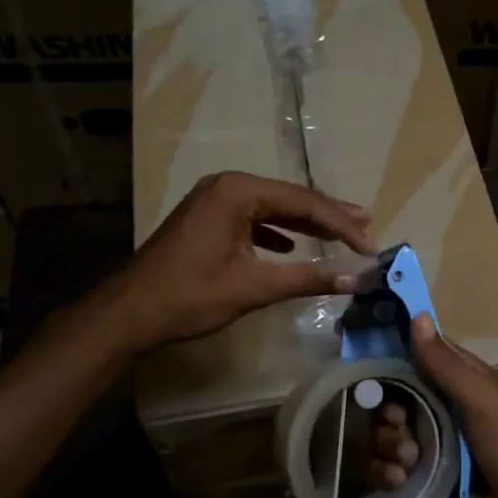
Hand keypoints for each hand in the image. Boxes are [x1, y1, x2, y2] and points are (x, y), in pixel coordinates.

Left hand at [105, 172, 373, 350]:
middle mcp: (227, 185)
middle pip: (290, 198)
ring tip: (341, 232)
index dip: (340, 224)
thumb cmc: (191, 296)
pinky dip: (276, 230)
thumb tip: (355, 278)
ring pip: (272, 207)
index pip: (303, 202)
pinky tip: (291, 246)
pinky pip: (252, 217)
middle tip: (366, 224)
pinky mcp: (207, 218)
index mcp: (238, 192)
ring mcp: (214, 199)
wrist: (129, 312)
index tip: (369, 244)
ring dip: (304, 222)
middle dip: (328, 215)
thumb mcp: (253, 288)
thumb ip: (307, 279)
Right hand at [372, 312, 497, 497]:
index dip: (393, 351)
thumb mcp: (483, 400)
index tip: (365, 351)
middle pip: (392, 395)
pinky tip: (399, 480)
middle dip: (387, 410)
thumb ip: (447, 364)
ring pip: (384, 431)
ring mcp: (427, 444)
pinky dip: (385, 471)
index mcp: (459, 382)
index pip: (419, 355)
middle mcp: (439, 408)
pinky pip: (384, 466)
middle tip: (398, 422)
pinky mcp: (417, 479)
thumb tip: (417, 315)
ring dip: (387, 443)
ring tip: (407, 459)